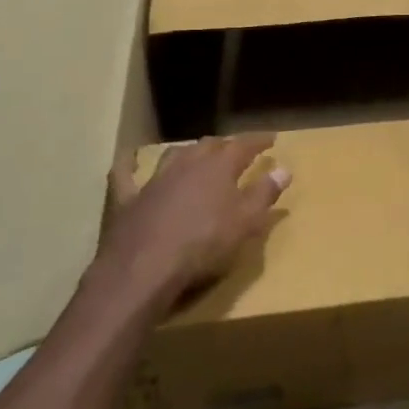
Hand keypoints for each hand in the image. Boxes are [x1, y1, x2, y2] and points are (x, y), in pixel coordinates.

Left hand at [93, 133, 289, 312]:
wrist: (143, 269)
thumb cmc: (204, 244)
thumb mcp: (246, 222)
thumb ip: (265, 193)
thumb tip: (284, 169)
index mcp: (219, 166)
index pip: (244, 145)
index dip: (258, 141)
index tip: (271, 139)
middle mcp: (187, 163)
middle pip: (209, 145)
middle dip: (225, 145)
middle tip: (235, 150)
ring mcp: (154, 179)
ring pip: (174, 154)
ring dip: (188, 151)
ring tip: (197, 154)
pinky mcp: (126, 199)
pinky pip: (125, 174)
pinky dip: (129, 164)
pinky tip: (129, 158)